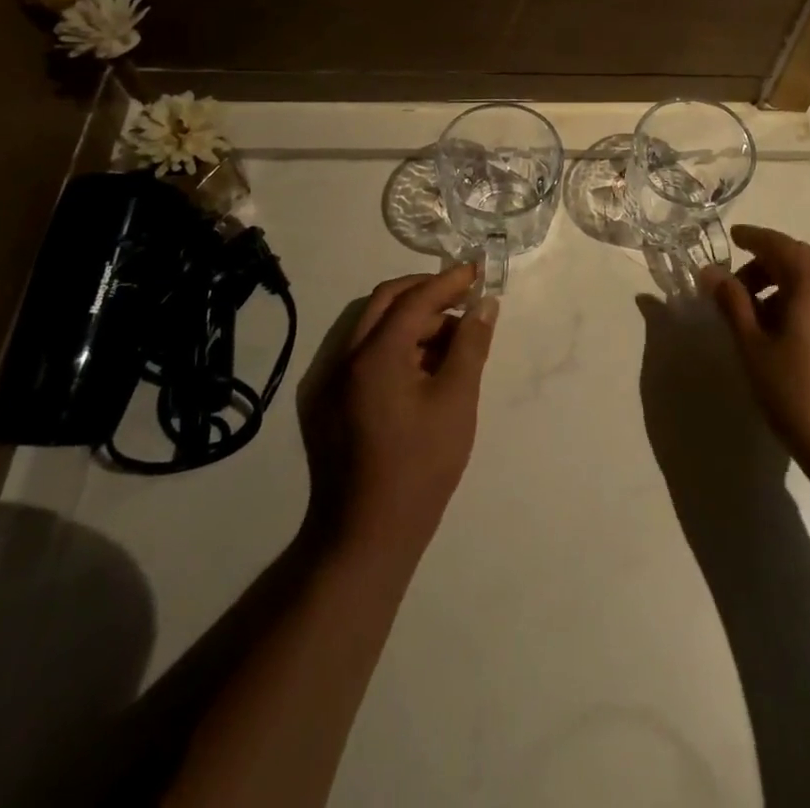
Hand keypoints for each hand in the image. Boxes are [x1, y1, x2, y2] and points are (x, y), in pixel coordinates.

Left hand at [320, 265, 495, 557]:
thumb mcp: (456, 401)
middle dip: (425, 293)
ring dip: (411, 320)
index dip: (448, 282)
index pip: (414, 299)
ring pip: (372, 327)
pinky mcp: (325, 403)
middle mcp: (342, 358)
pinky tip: (423, 366)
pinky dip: (393, 346)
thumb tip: (484, 305)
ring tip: (451, 338)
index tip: (477, 272)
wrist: (365, 537)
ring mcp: (328, 381)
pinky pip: (361, 354)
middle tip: (463, 300)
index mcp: (373, 356)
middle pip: (385, 303)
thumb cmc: (419, 467)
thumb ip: (471, 345)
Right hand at [704, 226, 809, 485]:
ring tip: (762, 319)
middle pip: (802, 260)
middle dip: (768, 265)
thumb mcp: (753, 347)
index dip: (753, 237)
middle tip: (738, 288)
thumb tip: (711, 272)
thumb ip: (732, 303)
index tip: (732, 237)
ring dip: (789, 287)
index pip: (780, 244)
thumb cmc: (797, 395)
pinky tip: (794, 337)